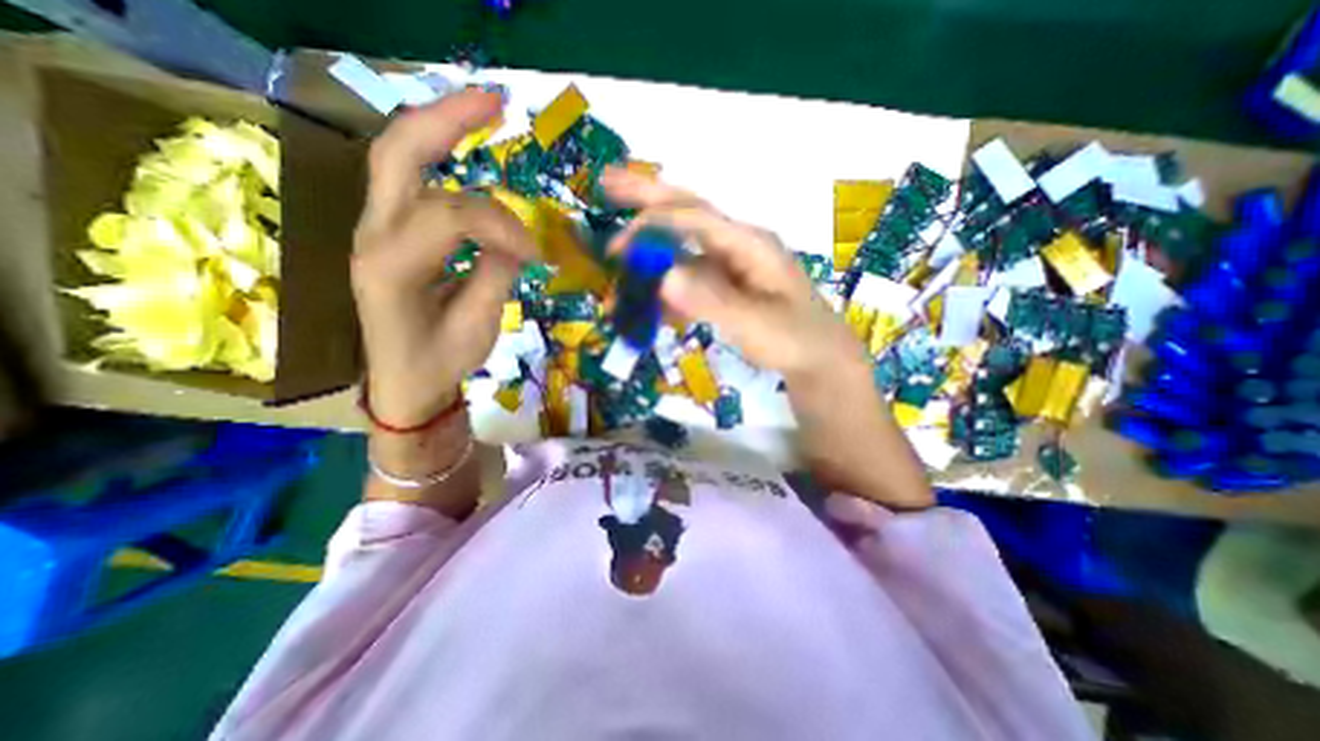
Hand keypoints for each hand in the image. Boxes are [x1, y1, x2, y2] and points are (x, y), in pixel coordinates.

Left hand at [356, 88, 534, 426]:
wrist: (402, 382)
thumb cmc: (440, 363)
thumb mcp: (477, 327)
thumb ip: (495, 274)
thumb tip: (516, 241)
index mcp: (392, 267)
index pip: (452, 215)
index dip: (503, 226)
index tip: (536, 254)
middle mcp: (373, 235)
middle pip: (399, 154)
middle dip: (448, 120)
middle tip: (496, 102)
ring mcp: (375, 228)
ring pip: (398, 157)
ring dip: (442, 128)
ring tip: (485, 110)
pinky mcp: (389, 231)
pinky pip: (410, 180)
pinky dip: (439, 156)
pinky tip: (466, 149)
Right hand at [601, 164, 868, 381]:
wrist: (818, 359)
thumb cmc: (795, 339)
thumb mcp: (757, 325)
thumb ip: (712, 302)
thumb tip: (663, 278)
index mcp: (750, 244)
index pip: (696, 219)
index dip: (655, 225)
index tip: (618, 246)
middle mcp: (737, 245)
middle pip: (689, 211)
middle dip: (648, 196)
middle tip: (607, 184)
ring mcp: (731, 265)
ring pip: (683, 245)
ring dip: (650, 245)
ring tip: (616, 250)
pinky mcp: (725, 285)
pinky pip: (689, 275)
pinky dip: (665, 281)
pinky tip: (647, 295)